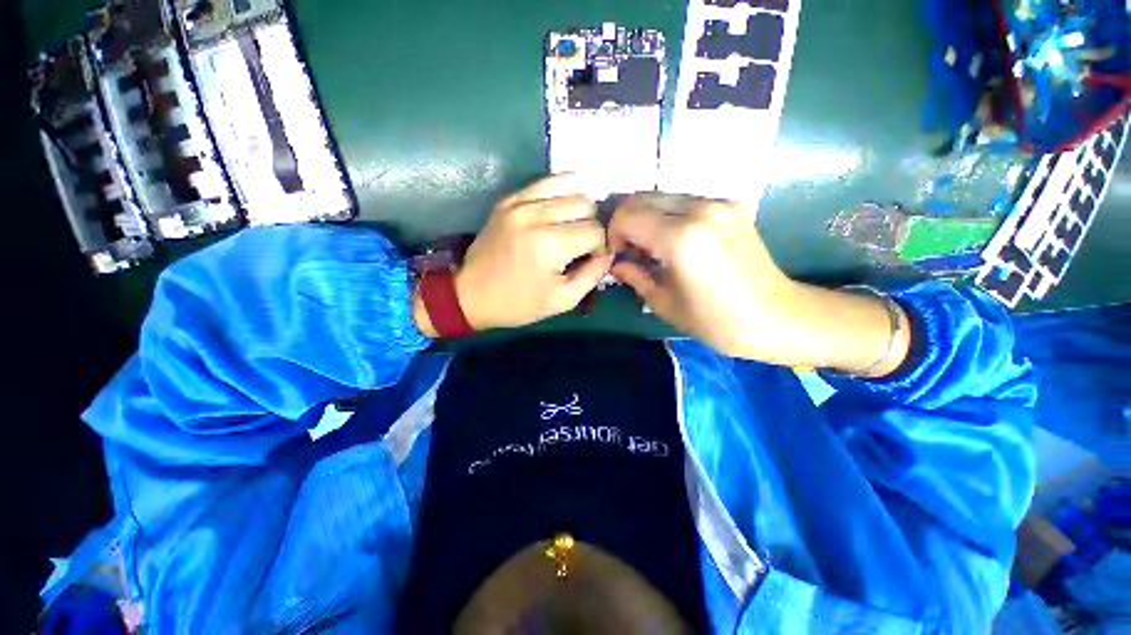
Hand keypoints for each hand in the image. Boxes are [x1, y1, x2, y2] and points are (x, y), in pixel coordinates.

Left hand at [416, 176, 612, 334]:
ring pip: (570, 187)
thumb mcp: (562, 300)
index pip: (595, 231)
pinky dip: (561, 191)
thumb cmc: (518, 303)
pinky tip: (561, 207)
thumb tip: (609, 253)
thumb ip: (593, 275)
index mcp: (549, 244)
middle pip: (586, 204)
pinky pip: (546, 182)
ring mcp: (520, 202)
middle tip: (580, 244)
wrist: (471, 294)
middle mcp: (536, 215)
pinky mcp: (509, 199)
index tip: (589, 260)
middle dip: (591, 226)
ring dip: (578, 208)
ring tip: (571, 226)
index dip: (600, 248)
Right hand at [608, 195, 909, 374]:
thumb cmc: (716, 321)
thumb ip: (635, 276)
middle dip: (627, 223)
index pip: (626, 215)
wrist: (778, 317)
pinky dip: (669, 217)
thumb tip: (616, 263)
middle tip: (631, 252)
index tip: (618, 256)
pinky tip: (676, 243)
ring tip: (653, 249)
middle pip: (641, 198)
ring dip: (648, 219)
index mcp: (679, 238)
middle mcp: (698, 209)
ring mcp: (717, 203)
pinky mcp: (730, 205)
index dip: (613, 234)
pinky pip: (685, 202)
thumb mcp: (665, 304)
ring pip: (662, 197)